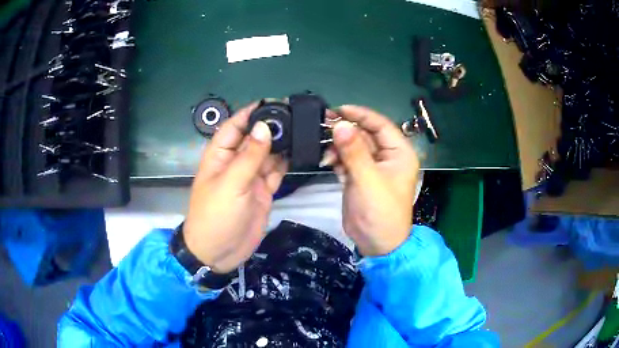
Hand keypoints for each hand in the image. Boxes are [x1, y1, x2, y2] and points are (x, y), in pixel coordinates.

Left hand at [183, 104, 287, 273]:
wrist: (219, 252)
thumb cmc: (215, 215)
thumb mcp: (230, 183)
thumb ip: (249, 156)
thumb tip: (264, 127)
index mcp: (221, 154)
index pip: (235, 126)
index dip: (252, 113)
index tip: (275, 102)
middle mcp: (236, 161)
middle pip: (255, 138)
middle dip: (272, 127)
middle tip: (298, 116)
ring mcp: (251, 177)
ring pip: (268, 154)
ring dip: (282, 144)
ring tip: (304, 130)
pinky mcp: (263, 191)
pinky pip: (276, 172)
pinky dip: (286, 163)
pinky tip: (300, 151)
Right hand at [326, 106, 419, 256]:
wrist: (376, 243)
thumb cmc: (381, 211)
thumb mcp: (368, 180)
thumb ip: (354, 151)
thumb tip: (340, 124)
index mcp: (399, 152)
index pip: (380, 125)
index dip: (360, 114)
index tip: (339, 110)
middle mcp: (387, 156)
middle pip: (365, 133)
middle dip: (345, 131)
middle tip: (324, 127)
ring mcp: (372, 166)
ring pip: (353, 146)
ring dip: (339, 146)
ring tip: (326, 153)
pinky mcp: (359, 176)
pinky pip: (346, 159)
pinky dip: (337, 158)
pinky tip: (328, 162)